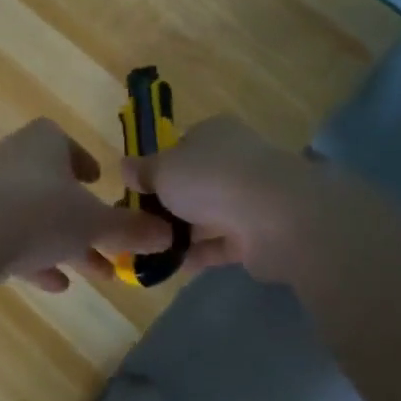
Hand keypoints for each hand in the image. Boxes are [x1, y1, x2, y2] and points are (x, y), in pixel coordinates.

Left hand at [0, 119, 173, 291]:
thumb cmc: (41, 212)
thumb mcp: (95, 223)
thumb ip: (130, 229)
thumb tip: (168, 235)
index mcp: (42, 144)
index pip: (62, 141)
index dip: (82, 160)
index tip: (97, 182)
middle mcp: (13, 162)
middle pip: (52, 187)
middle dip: (82, 218)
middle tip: (110, 244)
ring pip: (34, 218)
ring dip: (63, 244)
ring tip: (97, 273)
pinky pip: (10, 241)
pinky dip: (34, 260)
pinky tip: (55, 285)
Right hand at [122, 116, 386, 282]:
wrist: (275, 217)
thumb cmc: (209, 179)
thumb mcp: (162, 169)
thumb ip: (142, 171)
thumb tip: (125, 167)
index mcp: (214, 134)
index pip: (181, 147)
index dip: (156, 168)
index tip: (135, 191)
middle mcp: (235, 161)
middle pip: (193, 183)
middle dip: (167, 205)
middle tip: (138, 224)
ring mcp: (251, 198)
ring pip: (207, 215)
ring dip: (181, 233)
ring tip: (149, 251)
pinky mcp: (260, 234)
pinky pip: (221, 244)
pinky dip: (199, 254)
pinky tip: (172, 265)